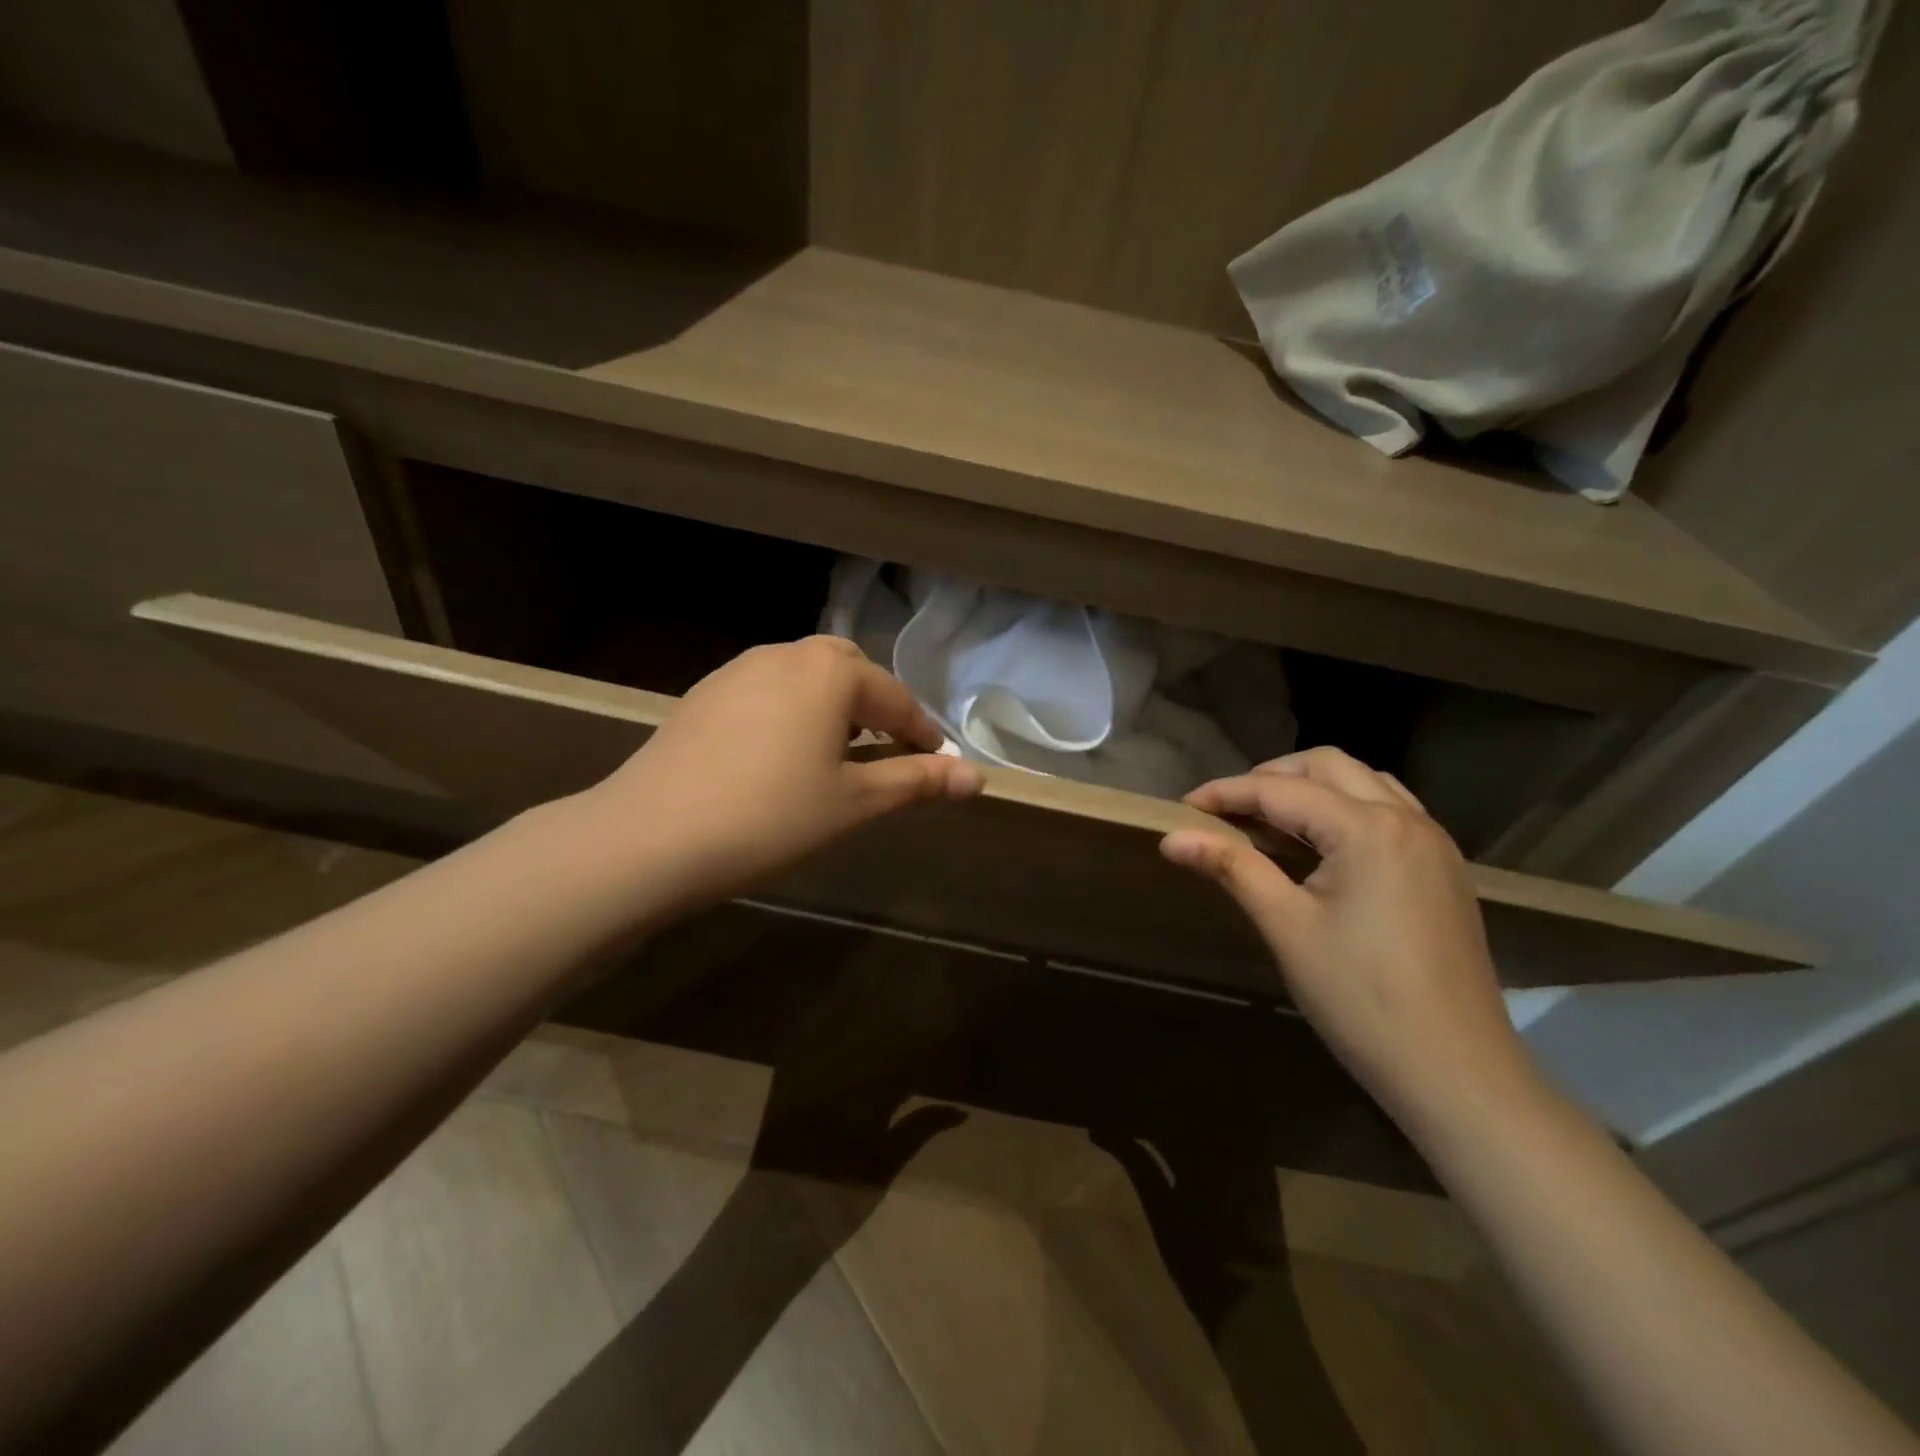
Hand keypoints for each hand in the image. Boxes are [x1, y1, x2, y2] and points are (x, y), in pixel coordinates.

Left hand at [582, 636, 981, 916]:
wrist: (652, 835)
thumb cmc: (771, 817)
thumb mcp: (855, 803)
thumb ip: (918, 782)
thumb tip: (978, 777)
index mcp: (830, 673)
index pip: (895, 698)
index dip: (922, 731)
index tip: (937, 761)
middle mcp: (786, 655)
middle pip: (848, 670)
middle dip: (876, 705)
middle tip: (887, 749)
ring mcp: (738, 670)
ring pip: (804, 675)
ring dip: (833, 704)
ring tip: (838, 751)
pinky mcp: (704, 694)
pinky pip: (767, 689)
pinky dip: (792, 710)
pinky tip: (781, 753)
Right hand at [1160, 748, 1538, 1132]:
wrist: (1457, 1073)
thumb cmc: (1362, 999)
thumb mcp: (1287, 928)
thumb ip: (1232, 868)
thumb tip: (1172, 837)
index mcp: (1368, 829)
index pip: (1282, 790)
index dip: (1228, 793)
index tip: (1184, 806)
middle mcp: (1407, 819)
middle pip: (1329, 765)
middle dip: (1271, 776)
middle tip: (1227, 809)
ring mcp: (1434, 843)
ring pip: (1365, 781)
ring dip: (1312, 785)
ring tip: (1269, 819)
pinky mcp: (1444, 869)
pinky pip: (1390, 809)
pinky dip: (1347, 806)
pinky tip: (1322, 843)